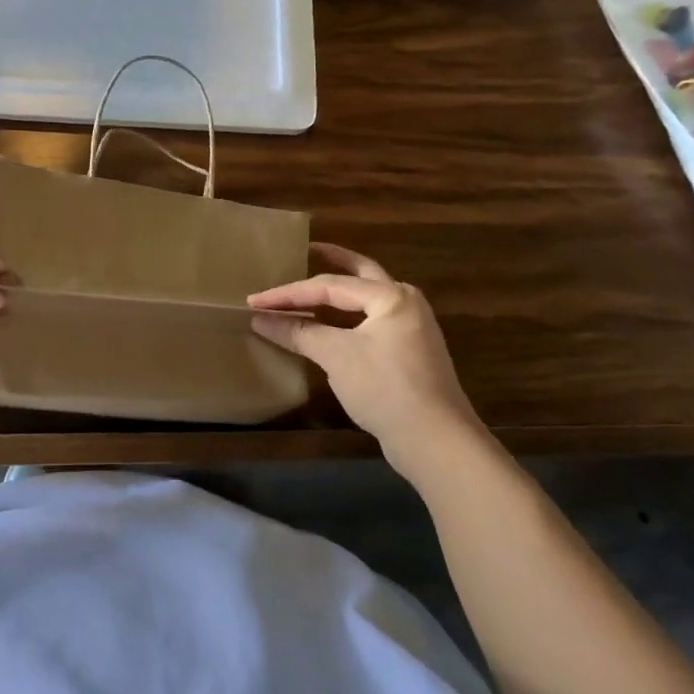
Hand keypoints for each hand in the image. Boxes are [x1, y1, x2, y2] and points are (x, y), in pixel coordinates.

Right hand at [248, 244, 479, 470]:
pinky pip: (371, 321)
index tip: (255, 300)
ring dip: (339, 293)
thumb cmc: (385, 388)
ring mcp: (412, 329)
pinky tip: (329, 324)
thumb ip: (299, 332)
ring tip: (311, 287)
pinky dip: (347, 317)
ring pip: (367, 299)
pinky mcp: (411, 354)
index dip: (289, 293)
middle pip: (360, 274)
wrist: (437, 443)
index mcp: (390, 296)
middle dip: (333, 261)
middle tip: (306, 250)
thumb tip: (260, 319)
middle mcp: (405, 303)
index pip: (329, 285)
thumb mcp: (336, 356)